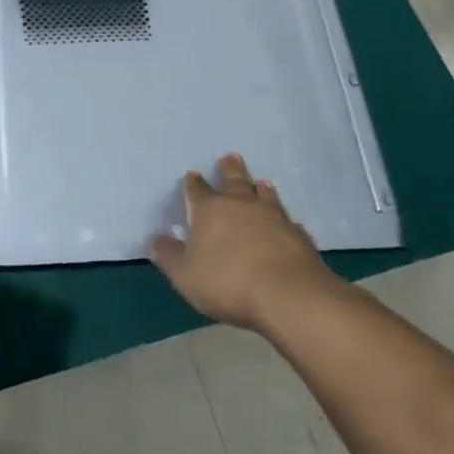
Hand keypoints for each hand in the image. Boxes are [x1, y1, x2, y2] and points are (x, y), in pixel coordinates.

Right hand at [148, 153, 341, 330]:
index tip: (191, 175)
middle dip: (229, 169)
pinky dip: (285, 219)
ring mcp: (273, 217)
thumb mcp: (185, 275)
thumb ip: (169, 256)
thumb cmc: (228, 283)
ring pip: (264, 195)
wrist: (288, 296)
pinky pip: (289, 221)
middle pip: (234, 180)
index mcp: (210, 211)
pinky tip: (288, 222)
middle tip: (230, 157)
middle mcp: (241, 205)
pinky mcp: (298, 235)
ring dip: (260, 187)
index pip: (197, 190)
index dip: (193, 183)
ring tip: (261, 182)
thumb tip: (155, 239)